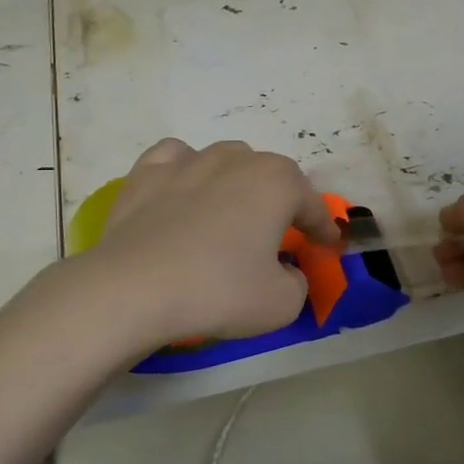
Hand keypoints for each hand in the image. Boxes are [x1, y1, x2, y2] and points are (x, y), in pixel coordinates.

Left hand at [86, 139, 341, 349]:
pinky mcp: (146, 174)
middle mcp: (236, 160)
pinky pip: (176, 159)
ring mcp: (188, 161)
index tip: (328, 245)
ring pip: (225, 159)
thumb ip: (297, 282)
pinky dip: (187, 171)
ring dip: (237, 182)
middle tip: (279, 232)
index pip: (312, 205)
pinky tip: (184, 191)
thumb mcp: (282, 303)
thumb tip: (285, 271)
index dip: (324, 228)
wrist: (134, 289)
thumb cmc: (219, 291)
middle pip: (271, 174)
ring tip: (231, 210)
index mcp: (277, 183)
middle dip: (281, 200)